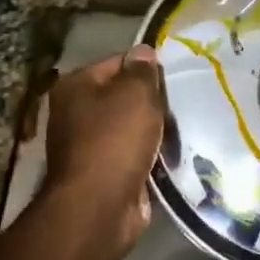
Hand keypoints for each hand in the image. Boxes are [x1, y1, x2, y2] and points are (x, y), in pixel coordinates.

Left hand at [41, 45, 165, 252]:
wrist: (99, 207)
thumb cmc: (115, 140)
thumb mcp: (135, 94)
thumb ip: (142, 71)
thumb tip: (143, 52)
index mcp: (76, 86)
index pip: (118, 62)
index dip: (147, 68)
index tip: (174, 78)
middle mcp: (76, 112)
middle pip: (124, 96)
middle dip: (152, 102)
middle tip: (182, 104)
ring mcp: (88, 145)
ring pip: (132, 127)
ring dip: (154, 131)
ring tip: (183, 128)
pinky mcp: (104, 174)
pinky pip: (134, 155)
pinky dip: (151, 156)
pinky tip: (173, 154)